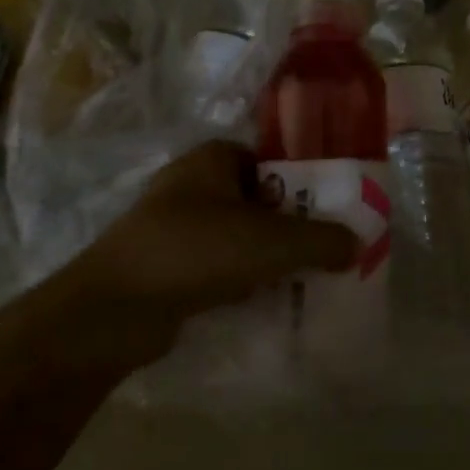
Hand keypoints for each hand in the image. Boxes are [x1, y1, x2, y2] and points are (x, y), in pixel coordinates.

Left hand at [68, 141, 360, 322]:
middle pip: (257, 200)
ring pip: (237, 236)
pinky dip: (238, 281)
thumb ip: (321, 241)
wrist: (111, 311)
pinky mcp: (162, 265)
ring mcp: (172, 225)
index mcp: (214, 157)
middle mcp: (192, 183)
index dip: (304, 184)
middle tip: (323, 252)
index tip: (331, 213)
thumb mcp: (272, 242)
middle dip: (288, 226)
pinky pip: (215, 266)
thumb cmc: (196, 251)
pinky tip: (261, 303)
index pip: (272, 160)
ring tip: (301, 281)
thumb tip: (358, 244)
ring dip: (265, 258)